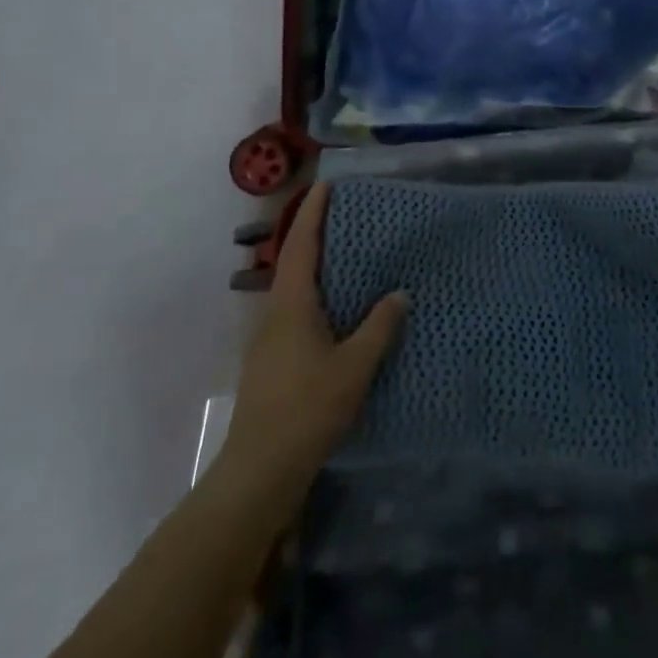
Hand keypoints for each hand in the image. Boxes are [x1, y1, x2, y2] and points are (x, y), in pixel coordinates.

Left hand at [217, 184, 409, 511]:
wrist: (258, 473)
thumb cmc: (306, 409)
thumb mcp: (353, 367)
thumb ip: (378, 327)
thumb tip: (399, 293)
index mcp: (291, 304)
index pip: (299, 244)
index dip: (312, 213)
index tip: (327, 185)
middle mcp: (274, 313)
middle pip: (292, 261)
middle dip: (314, 233)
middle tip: (345, 214)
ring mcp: (268, 340)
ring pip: (292, 288)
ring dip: (314, 264)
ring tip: (346, 255)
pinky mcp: (271, 362)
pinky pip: (294, 311)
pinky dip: (315, 294)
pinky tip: (336, 309)